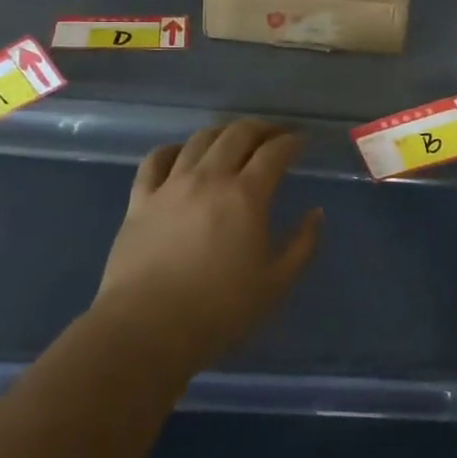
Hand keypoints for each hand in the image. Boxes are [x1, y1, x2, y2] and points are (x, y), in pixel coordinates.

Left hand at [93, 120, 321, 376]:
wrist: (147, 329)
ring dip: (222, 132)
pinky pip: (155, 160)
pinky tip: (180, 153)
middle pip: (237, 134)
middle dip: (261, 128)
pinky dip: (172, 149)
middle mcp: (209, 178)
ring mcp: (171, 186)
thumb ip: (302, 244)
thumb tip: (315, 213)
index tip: (301, 142)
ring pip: (199, 140)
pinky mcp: (140, 200)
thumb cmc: (220, 309)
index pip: (274, 152)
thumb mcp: (276, 283)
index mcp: (246, 195)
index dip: (291, 141)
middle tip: (274, 134)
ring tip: (233, 139)